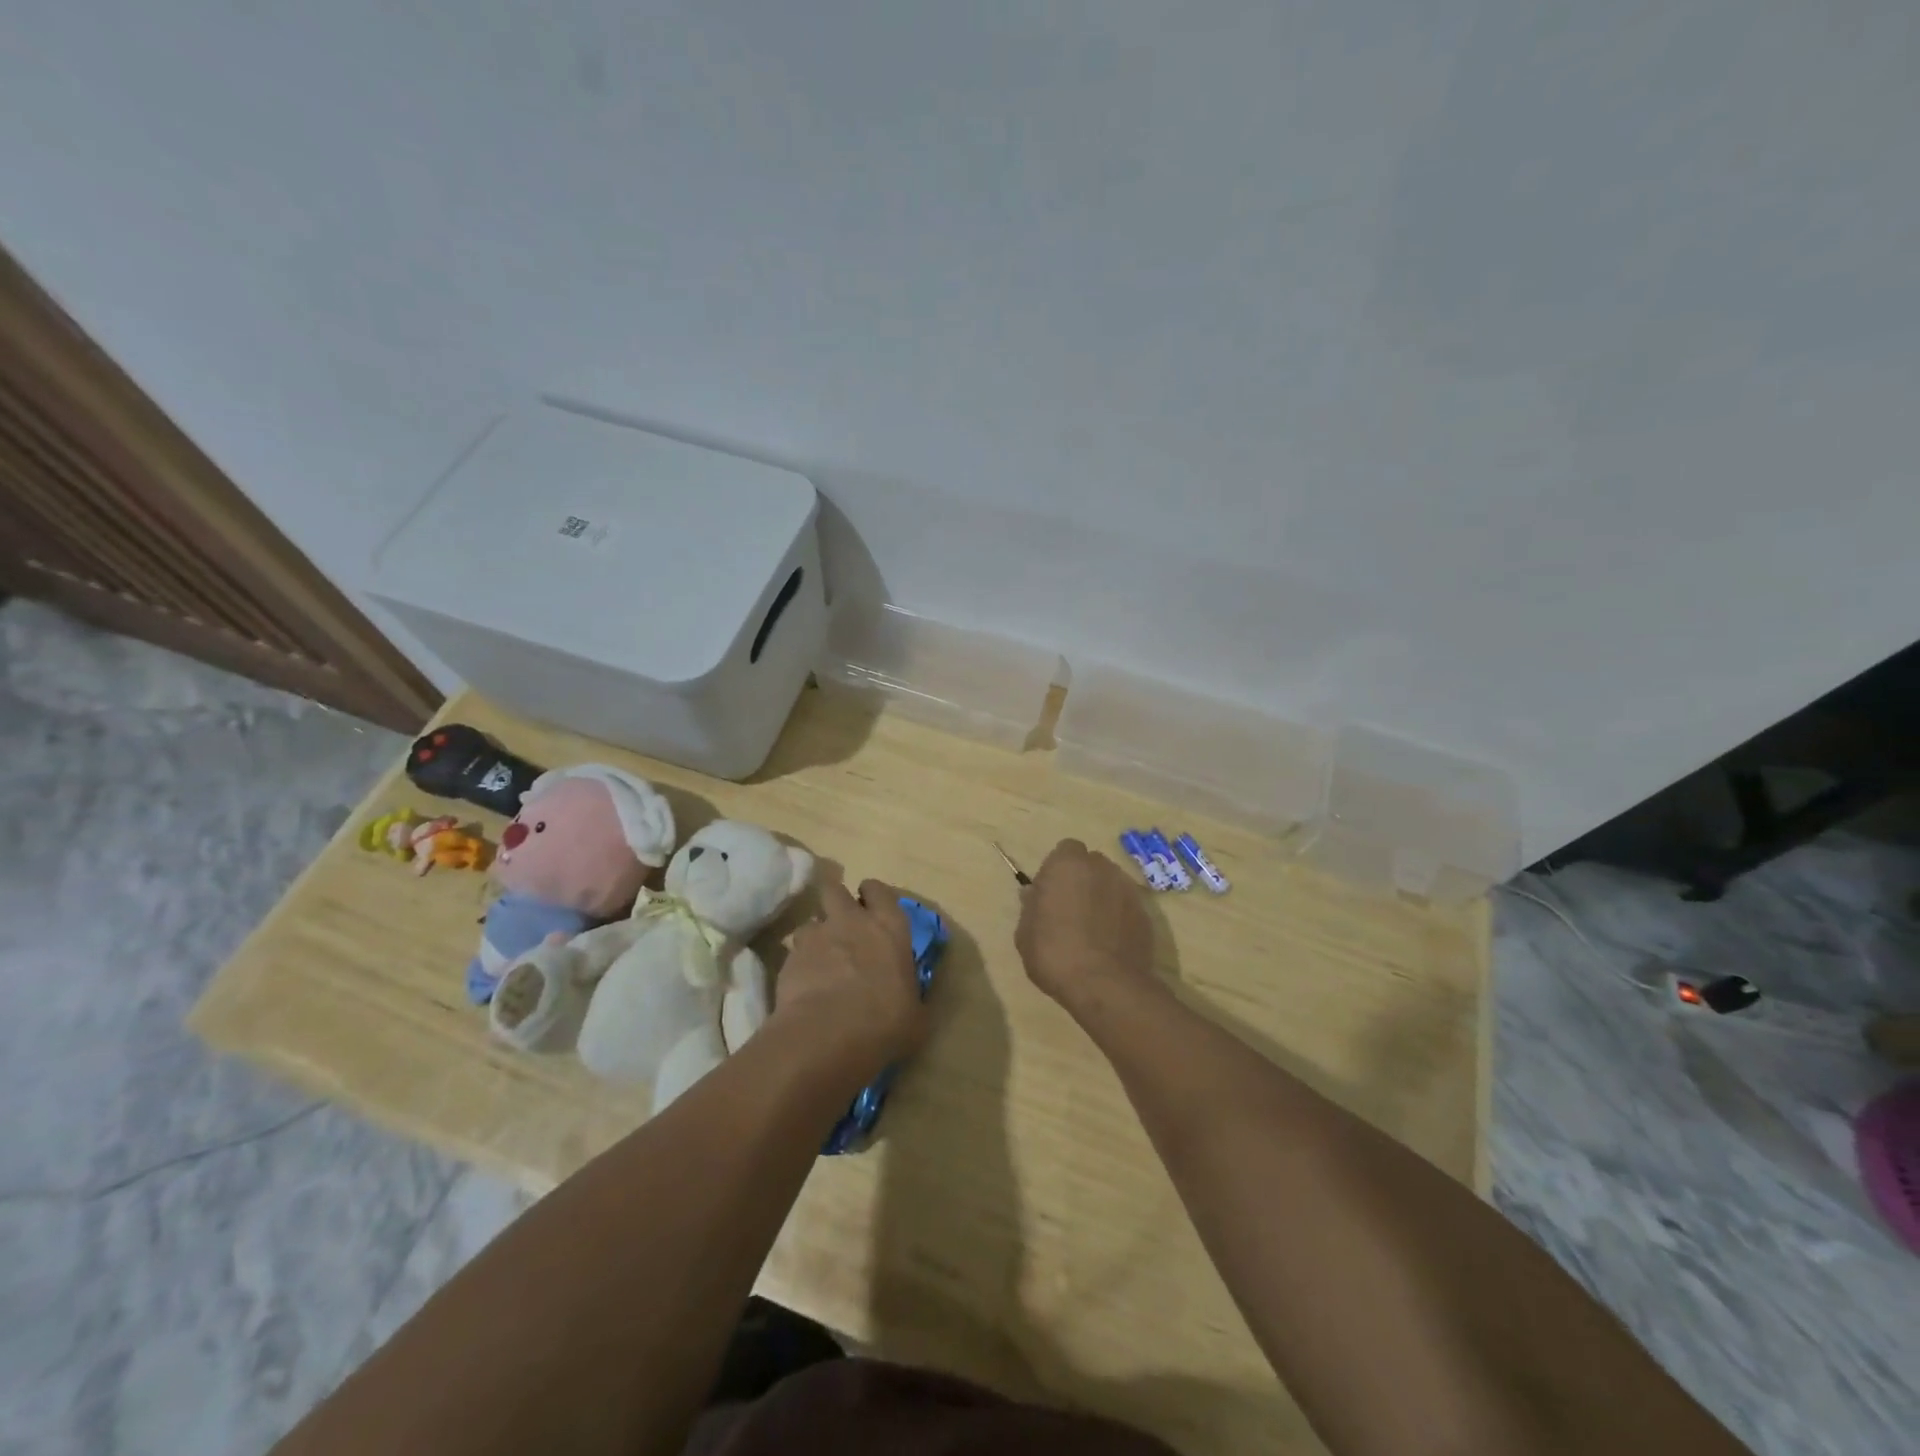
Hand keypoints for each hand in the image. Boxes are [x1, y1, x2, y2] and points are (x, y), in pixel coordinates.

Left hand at [771, 879, 927, 1077]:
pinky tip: (804, 986)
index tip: (871, 908)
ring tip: (819, 960)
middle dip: (835, 901)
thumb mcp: (915, 1014)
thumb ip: (909, 994)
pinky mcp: (790, 959)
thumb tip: (908, 999)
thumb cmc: (885, 1024)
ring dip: (815, 937)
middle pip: (835, 890)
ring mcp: (817, 937)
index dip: (872, 896)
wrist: (828, 1037)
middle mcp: (852, 921)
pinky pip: (794, 953)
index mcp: (890, 927)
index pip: (878, 890)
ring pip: (810, 922)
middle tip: (841, 924)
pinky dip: (798, 964)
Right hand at [1015, 839, 1156, 1014]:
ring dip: (1102, 897)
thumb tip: (1034, 895)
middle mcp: (1101, 868)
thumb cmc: (1055, 953)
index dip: (1058, 869)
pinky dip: (1119, 917)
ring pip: (1111, 884)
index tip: (1051, 893)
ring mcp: (1127, 889)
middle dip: (1082, 879)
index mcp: (1068, 864)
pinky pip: (1126, 907)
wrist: (1105, 984)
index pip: (1066, 850)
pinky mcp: (1146, 914)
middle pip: (1091, 864)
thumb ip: (1031, 907)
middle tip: (1070, 909)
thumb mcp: (1025, 933)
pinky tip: (1110, 943)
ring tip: (1092, 929)